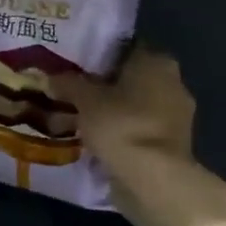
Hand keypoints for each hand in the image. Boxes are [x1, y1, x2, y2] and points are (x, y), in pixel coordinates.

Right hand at [54, 46, 198, 200]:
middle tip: (73, 88)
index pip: (124, 47)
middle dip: (104, 82)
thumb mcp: (84, 99)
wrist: (154, 178)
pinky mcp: (173, 142)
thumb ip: (67, 83)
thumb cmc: (120, 124)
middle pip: (130, 76)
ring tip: (80, 114)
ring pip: (136, 103)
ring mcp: (177, 114)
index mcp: (156, 61)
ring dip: (114, 108)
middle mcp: (173, 81)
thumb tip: (48, 75)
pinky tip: (98, 136)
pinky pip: (140, 127)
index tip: (74, 62)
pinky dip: (122, 129)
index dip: (97, 53)